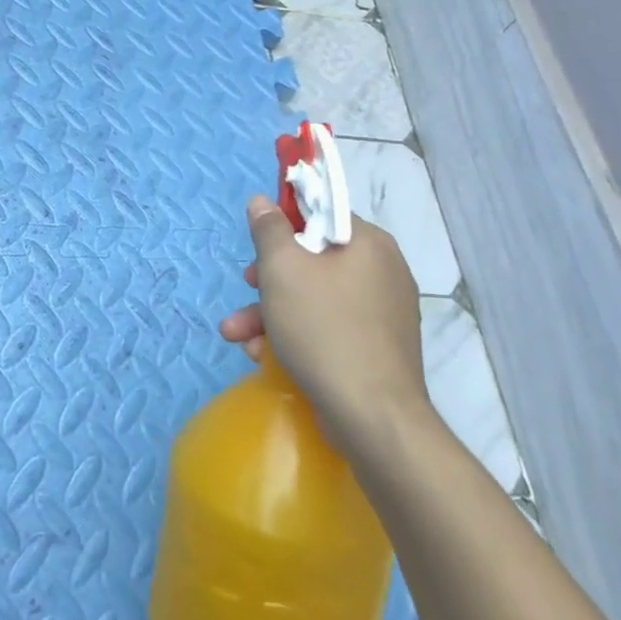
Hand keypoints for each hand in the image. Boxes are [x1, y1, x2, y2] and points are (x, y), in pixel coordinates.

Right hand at [218, 196, 428, 440]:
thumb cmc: (323, 329)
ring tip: (237, 337)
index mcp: (369, 244)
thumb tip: (263, 201)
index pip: (322, 216)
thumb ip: (269, 230)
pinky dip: (296, 336)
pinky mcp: (376, 349)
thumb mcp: (283, 270)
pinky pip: (328, 328)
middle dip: (268, 280)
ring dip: (270, 314)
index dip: (284, 227)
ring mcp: (382, 314)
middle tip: (246, 288)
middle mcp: (383, 272)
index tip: (258, 246)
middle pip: (313, 260)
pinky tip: (264, 357)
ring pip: (314, 298)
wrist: (372, 418)